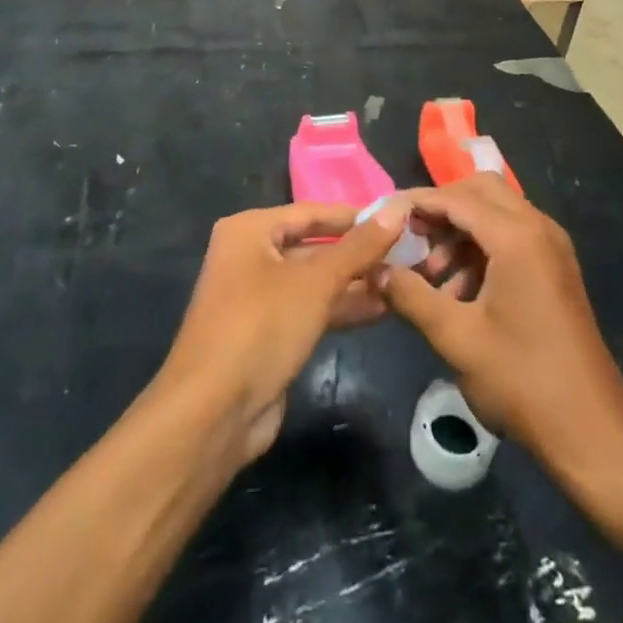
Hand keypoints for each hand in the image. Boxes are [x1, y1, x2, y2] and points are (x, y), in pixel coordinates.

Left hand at [157, 201, 408, 464]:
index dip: (356, 215)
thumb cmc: (261, 327)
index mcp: (251, 230)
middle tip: (409, 252)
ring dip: (356, 282)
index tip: (401, 217)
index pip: (313, 212)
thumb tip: (398, 208)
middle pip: (315, 246)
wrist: (213, 414)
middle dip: (360, 252)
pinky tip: (382, 308)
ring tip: (404, 280)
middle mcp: (251, 256)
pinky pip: (312, 309)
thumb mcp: (316, 281)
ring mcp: (259, 297)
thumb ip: (360, 246)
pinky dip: (342, 307)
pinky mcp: (269, 333)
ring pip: (316, 280)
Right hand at [379, 175, 622, 467]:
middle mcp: (538, 228)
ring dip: (460, 233)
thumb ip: (411, 296)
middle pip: (481, 192)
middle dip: (442, 209)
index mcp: (517, 236)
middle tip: (410, 239)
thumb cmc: (521, 380)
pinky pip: (512, 238)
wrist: (590, 429)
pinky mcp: (555, 268)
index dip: (417, 202)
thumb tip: (375, 270)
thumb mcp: (456, 338)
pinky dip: (481, 250)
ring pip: (496, 214)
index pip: (457, 198)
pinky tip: (458, 294)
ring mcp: (551, 247)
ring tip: (430, 276)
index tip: (383, 215)